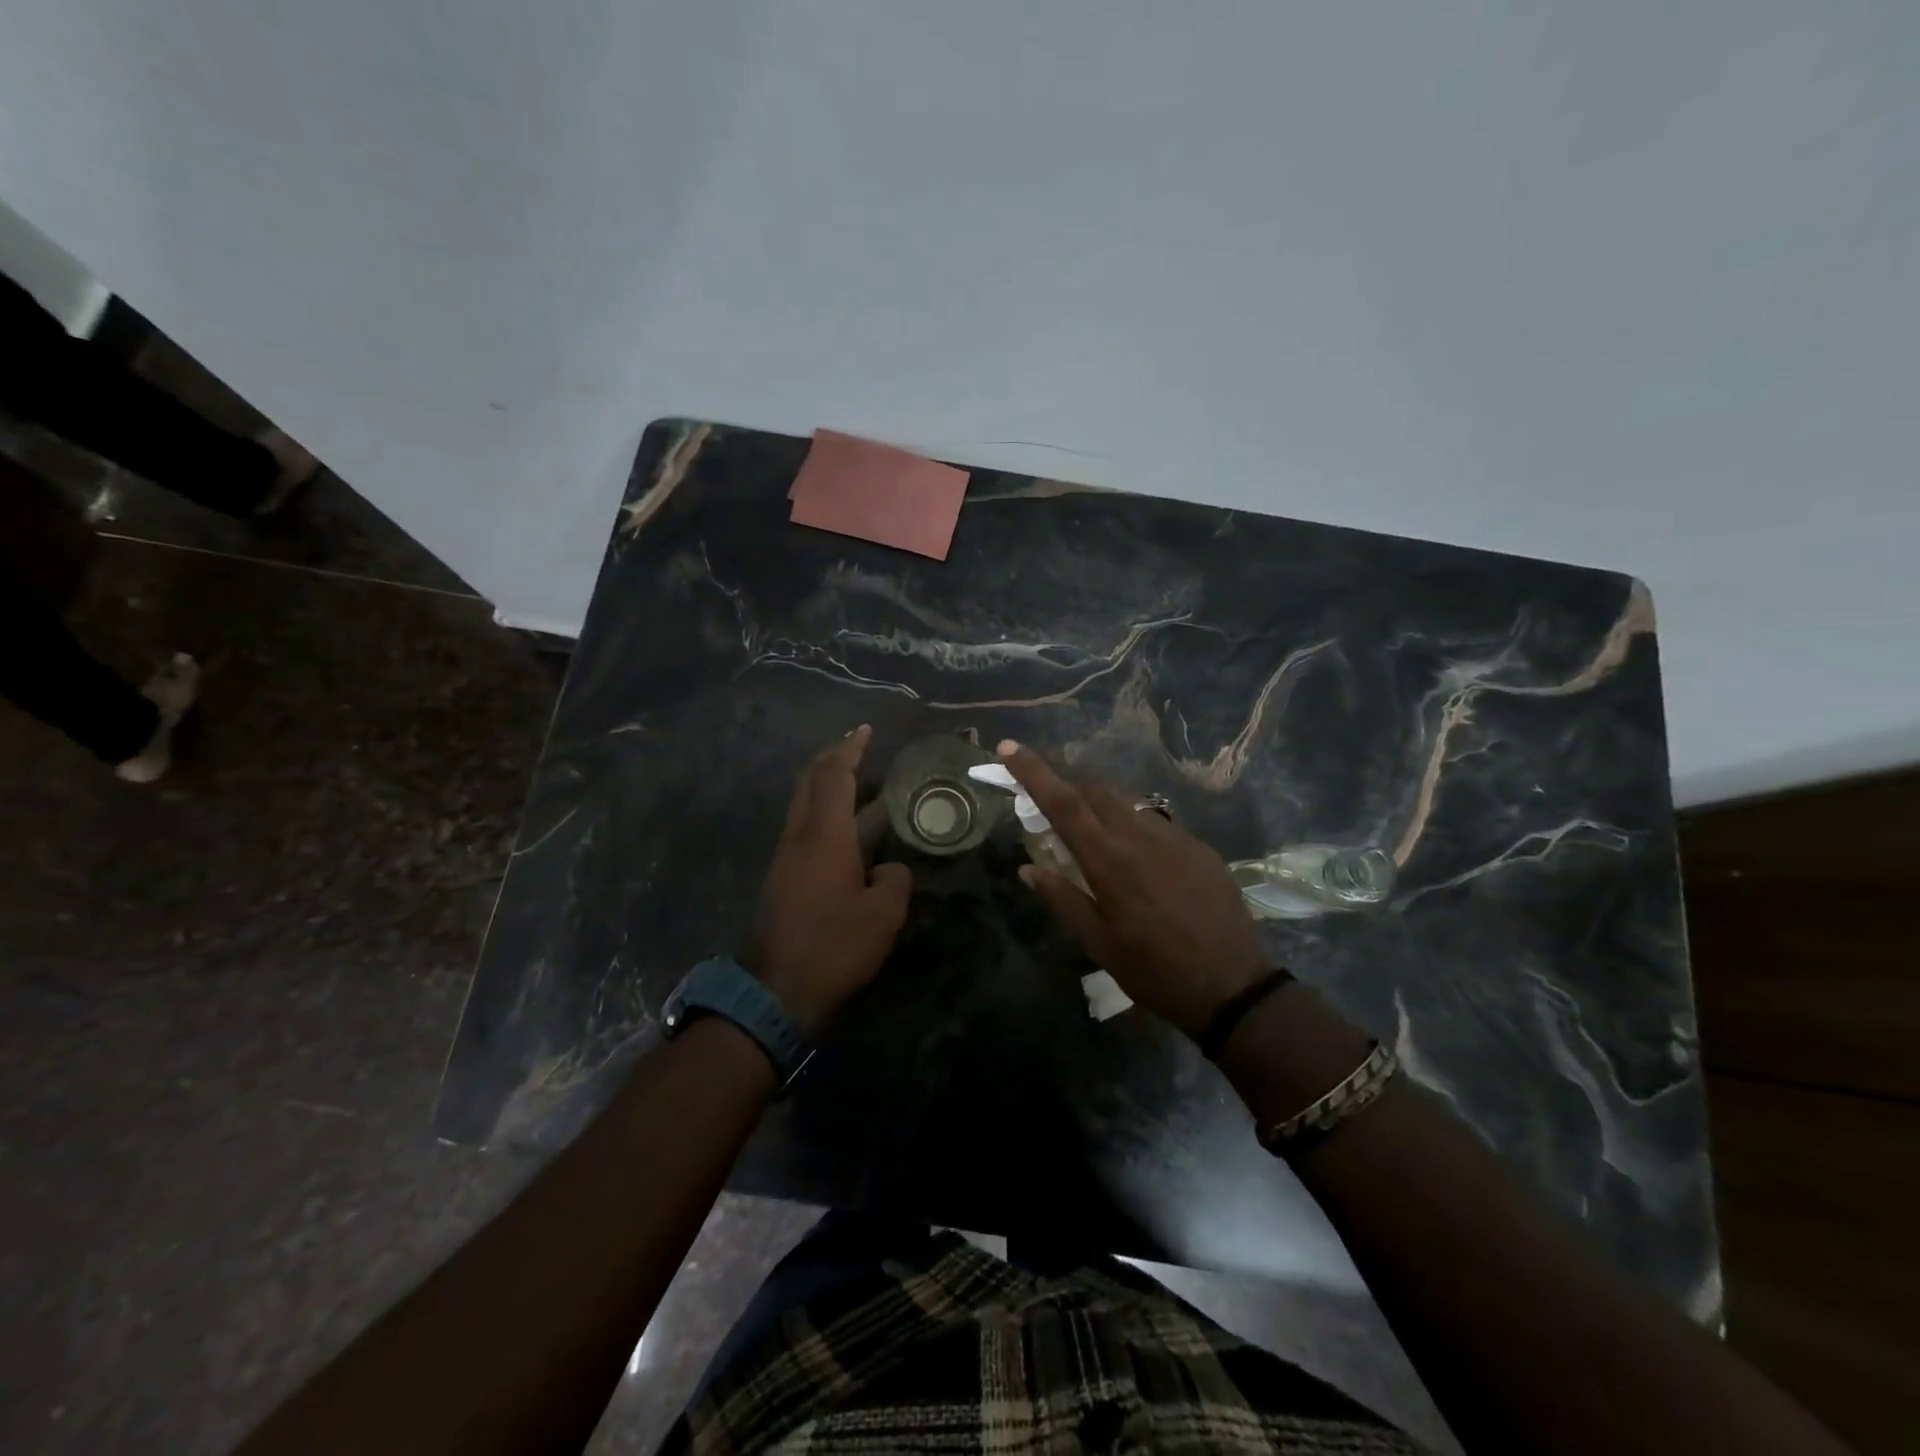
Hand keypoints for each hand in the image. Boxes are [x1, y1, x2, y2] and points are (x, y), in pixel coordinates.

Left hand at [745, 726, 912, 1033]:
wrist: (774, 991)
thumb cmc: (833, 947)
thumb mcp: (882, 916)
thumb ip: (894, 881)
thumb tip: (889, 868)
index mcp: (825, 836)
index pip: (835, 777)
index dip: (851, 750)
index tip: (865, 730)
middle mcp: (799, 836)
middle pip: (809, 780)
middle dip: (832, 756)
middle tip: (857, 744)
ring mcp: (784, 855)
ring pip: (801, 801)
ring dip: (824, 782)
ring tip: (854, 778)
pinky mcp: (780, 876)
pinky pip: (801, 823)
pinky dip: (820, 807)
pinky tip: (840, 823)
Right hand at [998, 740, 1267, 1037]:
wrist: (1233, 987)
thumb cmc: (1154, 971)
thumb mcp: (1098, 943)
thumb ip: (1061, 898)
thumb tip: (1028, 868)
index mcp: (1107, 860)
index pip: (1061, 802)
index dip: (1032, 771)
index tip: (1009, 747)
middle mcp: (1139, 836)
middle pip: (1094, 790)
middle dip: (1065, 779)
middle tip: (1045, 789)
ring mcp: (1174, 837)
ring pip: (1126, 803)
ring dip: (1099, 803)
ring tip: (1088, 825)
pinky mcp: (1199, 847)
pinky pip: (1156, 823)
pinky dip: (1132, 826)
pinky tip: (1136, 854)